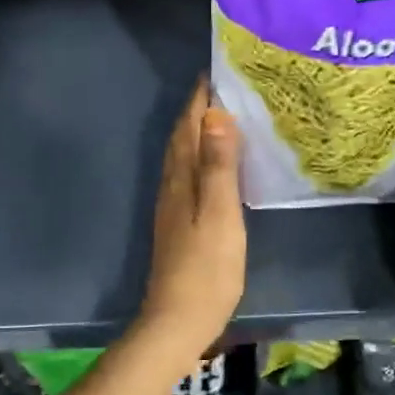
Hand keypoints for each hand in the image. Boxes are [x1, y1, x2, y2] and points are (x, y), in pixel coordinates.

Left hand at [137, 79, 245, 354]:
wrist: (178, 321)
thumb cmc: (206, 268)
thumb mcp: (220, 214)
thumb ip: (218, 166)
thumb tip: (214, 115)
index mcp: (180, 180)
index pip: (187, 129)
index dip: (199, 100)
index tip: (215, 73)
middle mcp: (171, 188)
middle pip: (181, 140)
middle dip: (197, 112)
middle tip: (224, 89)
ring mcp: (172, 208)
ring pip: (182, 159)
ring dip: (197, 135)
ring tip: (222, 119)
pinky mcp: (179, 225)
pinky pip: (188, 178)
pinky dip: (200, 160)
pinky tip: (214, 168)